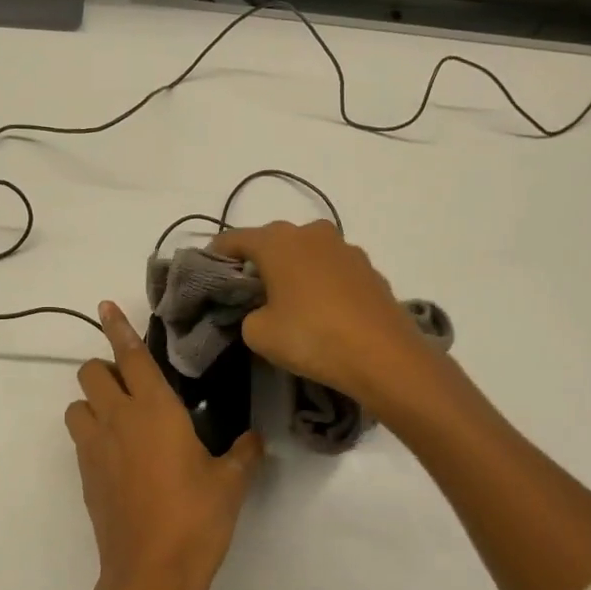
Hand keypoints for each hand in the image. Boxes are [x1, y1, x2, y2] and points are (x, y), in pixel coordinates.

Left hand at [63, 302, 264, 589]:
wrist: (150, 577)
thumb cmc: (195, 520)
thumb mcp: (231, 484)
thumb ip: (244, 452)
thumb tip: (253, 439)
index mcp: (154, 410)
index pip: (130, 355)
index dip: (117, 327)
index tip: (105, 306)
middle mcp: (117, 420)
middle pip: (90, 373)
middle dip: (106, 368)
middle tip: (135, 385)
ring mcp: (95, 449)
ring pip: (77, 404)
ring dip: (93, 402)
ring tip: (123, 419)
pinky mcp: (85, 477)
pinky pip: (81, 438)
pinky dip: (93, 433)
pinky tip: (122, 455)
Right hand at [210, 220, 432, 411]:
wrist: (384, 356)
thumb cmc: (312, 338)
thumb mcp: (259, 333)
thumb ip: (247, 314)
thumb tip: (261, 310)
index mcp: (278, 241)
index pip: (234, 239)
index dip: (216, 255)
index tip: (207, 274)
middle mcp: (311, 232)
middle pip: (272, 241)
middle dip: (257, 262)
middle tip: (246, 292)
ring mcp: (345, 248)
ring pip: (306, 253)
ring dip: (292, 270)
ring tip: (286, 301)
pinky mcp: (370, 269)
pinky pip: (332, 269)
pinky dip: (320, 282)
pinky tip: (321, 310)